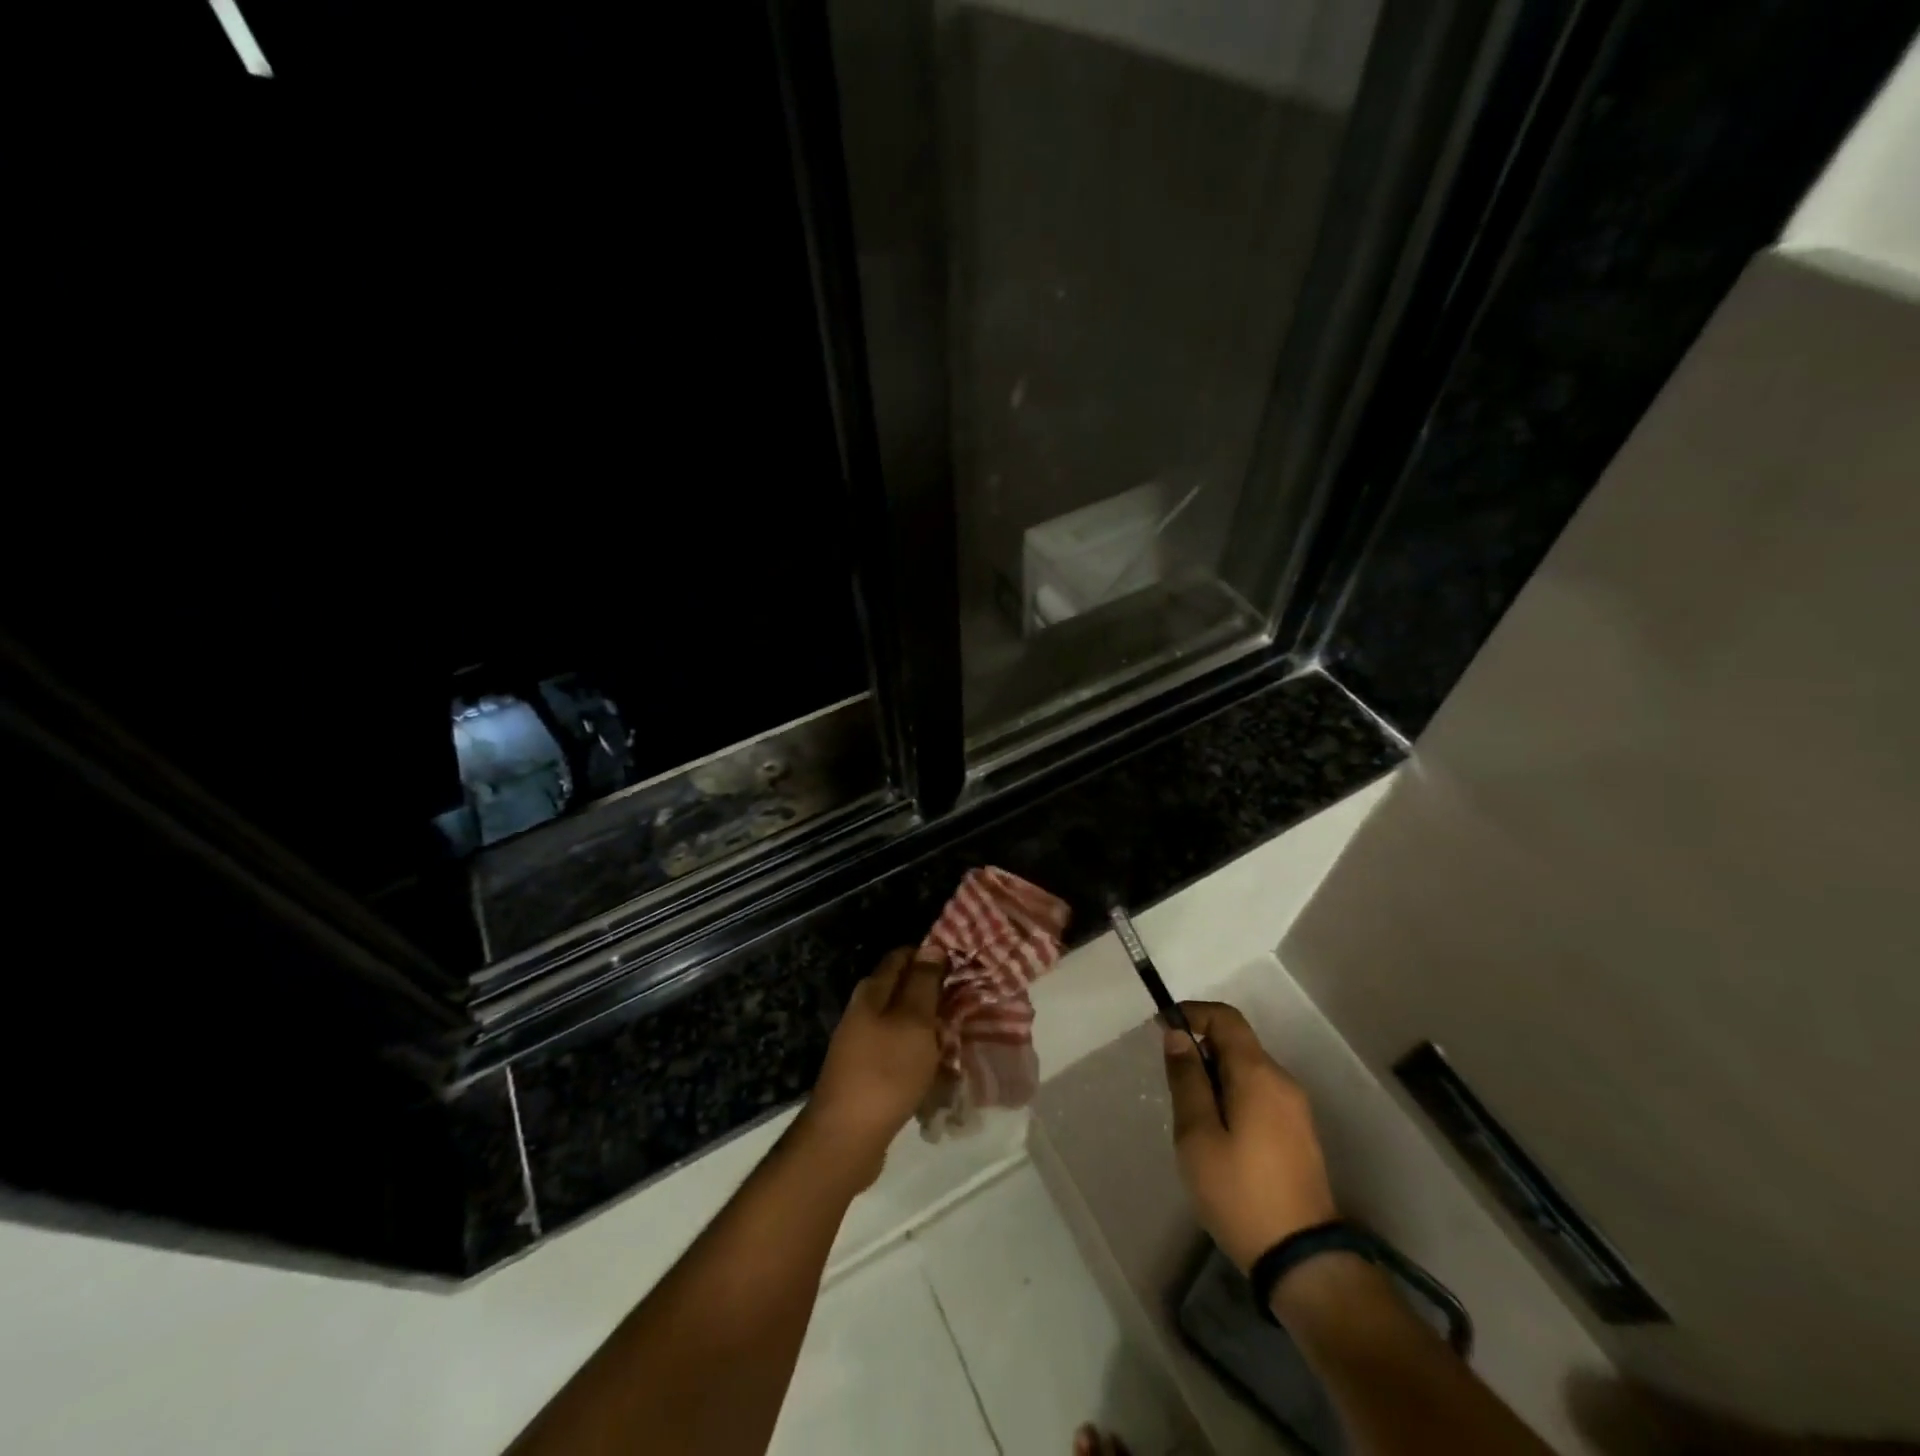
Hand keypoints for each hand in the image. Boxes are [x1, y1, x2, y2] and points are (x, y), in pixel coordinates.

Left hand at [799, 947, 946, 1183]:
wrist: (846, 1137)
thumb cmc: (885, 1071)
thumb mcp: (914, 1021)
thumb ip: (924, 983)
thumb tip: (931, 947)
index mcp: (872, 991)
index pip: (903, 956)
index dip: (932, 956)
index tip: (963, 965)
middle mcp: (864, 1011)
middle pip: (904, 990)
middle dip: (935, 994)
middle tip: (970, 1003)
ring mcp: (863, 1043)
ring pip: (905, 1024)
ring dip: (931, 1028)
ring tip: (961, 1036)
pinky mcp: (868, 1073)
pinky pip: (901, 1054)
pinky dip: (921, 1056)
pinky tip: (941, 1070)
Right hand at [1163, 1001, 1338, 1272]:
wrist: (1302, 1261)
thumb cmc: (1240, 1193)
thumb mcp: (1197, 1135)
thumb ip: (1186, 1080)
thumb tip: (1178, 1035)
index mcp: (1258, 1074)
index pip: (1226, 1018)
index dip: (1192, 1013)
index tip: (1162, 1030)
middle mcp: (1283, 1082)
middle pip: (1236, 1044)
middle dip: (1200, 1052)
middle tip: (1173, 1088)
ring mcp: (1296, 1109)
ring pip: (1247, 1072)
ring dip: (1215, 1078)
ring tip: (1192, 1120)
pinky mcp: (1299, 1134)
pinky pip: (1259, 1095)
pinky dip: (1233, 1098)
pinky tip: (1219, 1138)